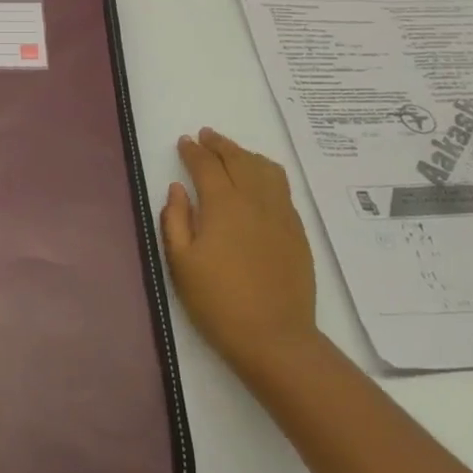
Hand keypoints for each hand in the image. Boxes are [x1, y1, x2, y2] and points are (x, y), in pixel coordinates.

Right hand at [160, 128, 319, 384]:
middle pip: (238, 159)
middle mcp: (255, 200)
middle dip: (220, 144)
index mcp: (223, 204)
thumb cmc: (218, 302)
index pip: (207, 165)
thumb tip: (177, 188)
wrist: (274, 337)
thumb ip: (175, 219)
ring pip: (265, 169)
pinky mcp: (297, 230)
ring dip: (246, 154)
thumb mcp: (181, 263)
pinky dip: (266, 172)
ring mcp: (281, 214)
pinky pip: (282, 187)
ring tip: (233, 153)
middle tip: (206, 136)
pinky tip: (260, 181)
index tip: (184, 142)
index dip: (193, 151)